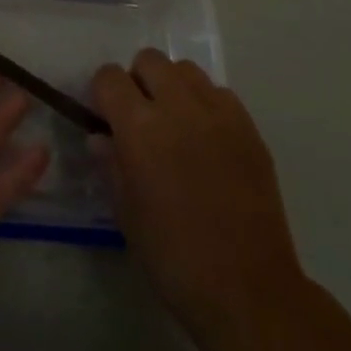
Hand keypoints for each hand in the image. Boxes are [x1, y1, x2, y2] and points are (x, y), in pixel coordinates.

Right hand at [92, 49, 307, 350]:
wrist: (248, 289)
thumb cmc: (174, 256)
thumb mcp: (126, 213)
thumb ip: (111, 163)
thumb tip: (101, 136)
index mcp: (139, 127)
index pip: (109, 77)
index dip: (103, 94)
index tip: (106, 118)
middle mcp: (177, 106)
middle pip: (149, 60)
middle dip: (138, 82)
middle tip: (141, 119)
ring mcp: (217, 112)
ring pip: (185, 70)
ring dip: (173, 87)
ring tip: (177, 125)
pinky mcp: (248, 126)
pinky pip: (219, 93)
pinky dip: (206, 105)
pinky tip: (208, 141)